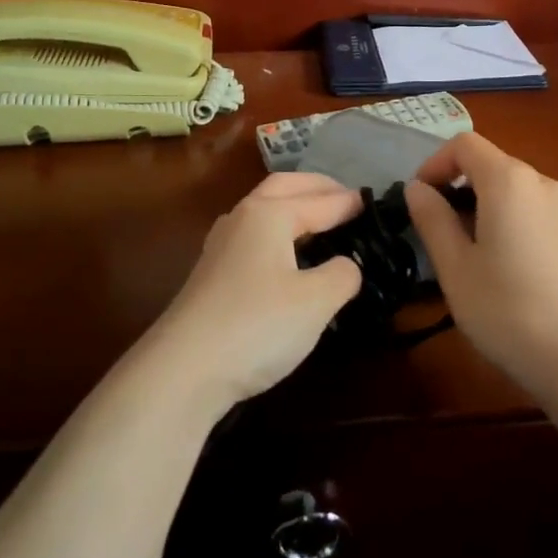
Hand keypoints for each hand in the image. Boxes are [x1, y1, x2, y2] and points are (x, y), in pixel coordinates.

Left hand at [145, 173, 363, 414]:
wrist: (183, 370)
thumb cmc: (257, 326)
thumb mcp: (316, 301)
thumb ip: (342, 274)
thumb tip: (346, 265)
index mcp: (270, 214)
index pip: (321, 201)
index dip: (350, 203)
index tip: (374, 203)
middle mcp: (243, 218)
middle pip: (284, 187)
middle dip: (317, 188)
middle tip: (347, 198)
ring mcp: (222, 245)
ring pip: (264, 209)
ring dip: (294, 206)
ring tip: (321, 221)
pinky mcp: (213, 273)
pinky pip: (255, 234)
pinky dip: (279, 231)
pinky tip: (287, 255)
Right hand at [404, 134, 557, 397]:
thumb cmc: (509, 310)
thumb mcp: (455, 267)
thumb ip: (432, 219)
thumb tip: (417, 188)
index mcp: (510, 181)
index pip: (465, 144)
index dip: (435, 163)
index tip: (420, 200)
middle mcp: (544, 183)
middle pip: (493, 165)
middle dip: (460, 189)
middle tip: (440, 234)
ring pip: (517, 192)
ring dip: (487, 208)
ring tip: (473, 256)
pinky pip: (538, 213)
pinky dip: (514, 224)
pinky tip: (511, 271)